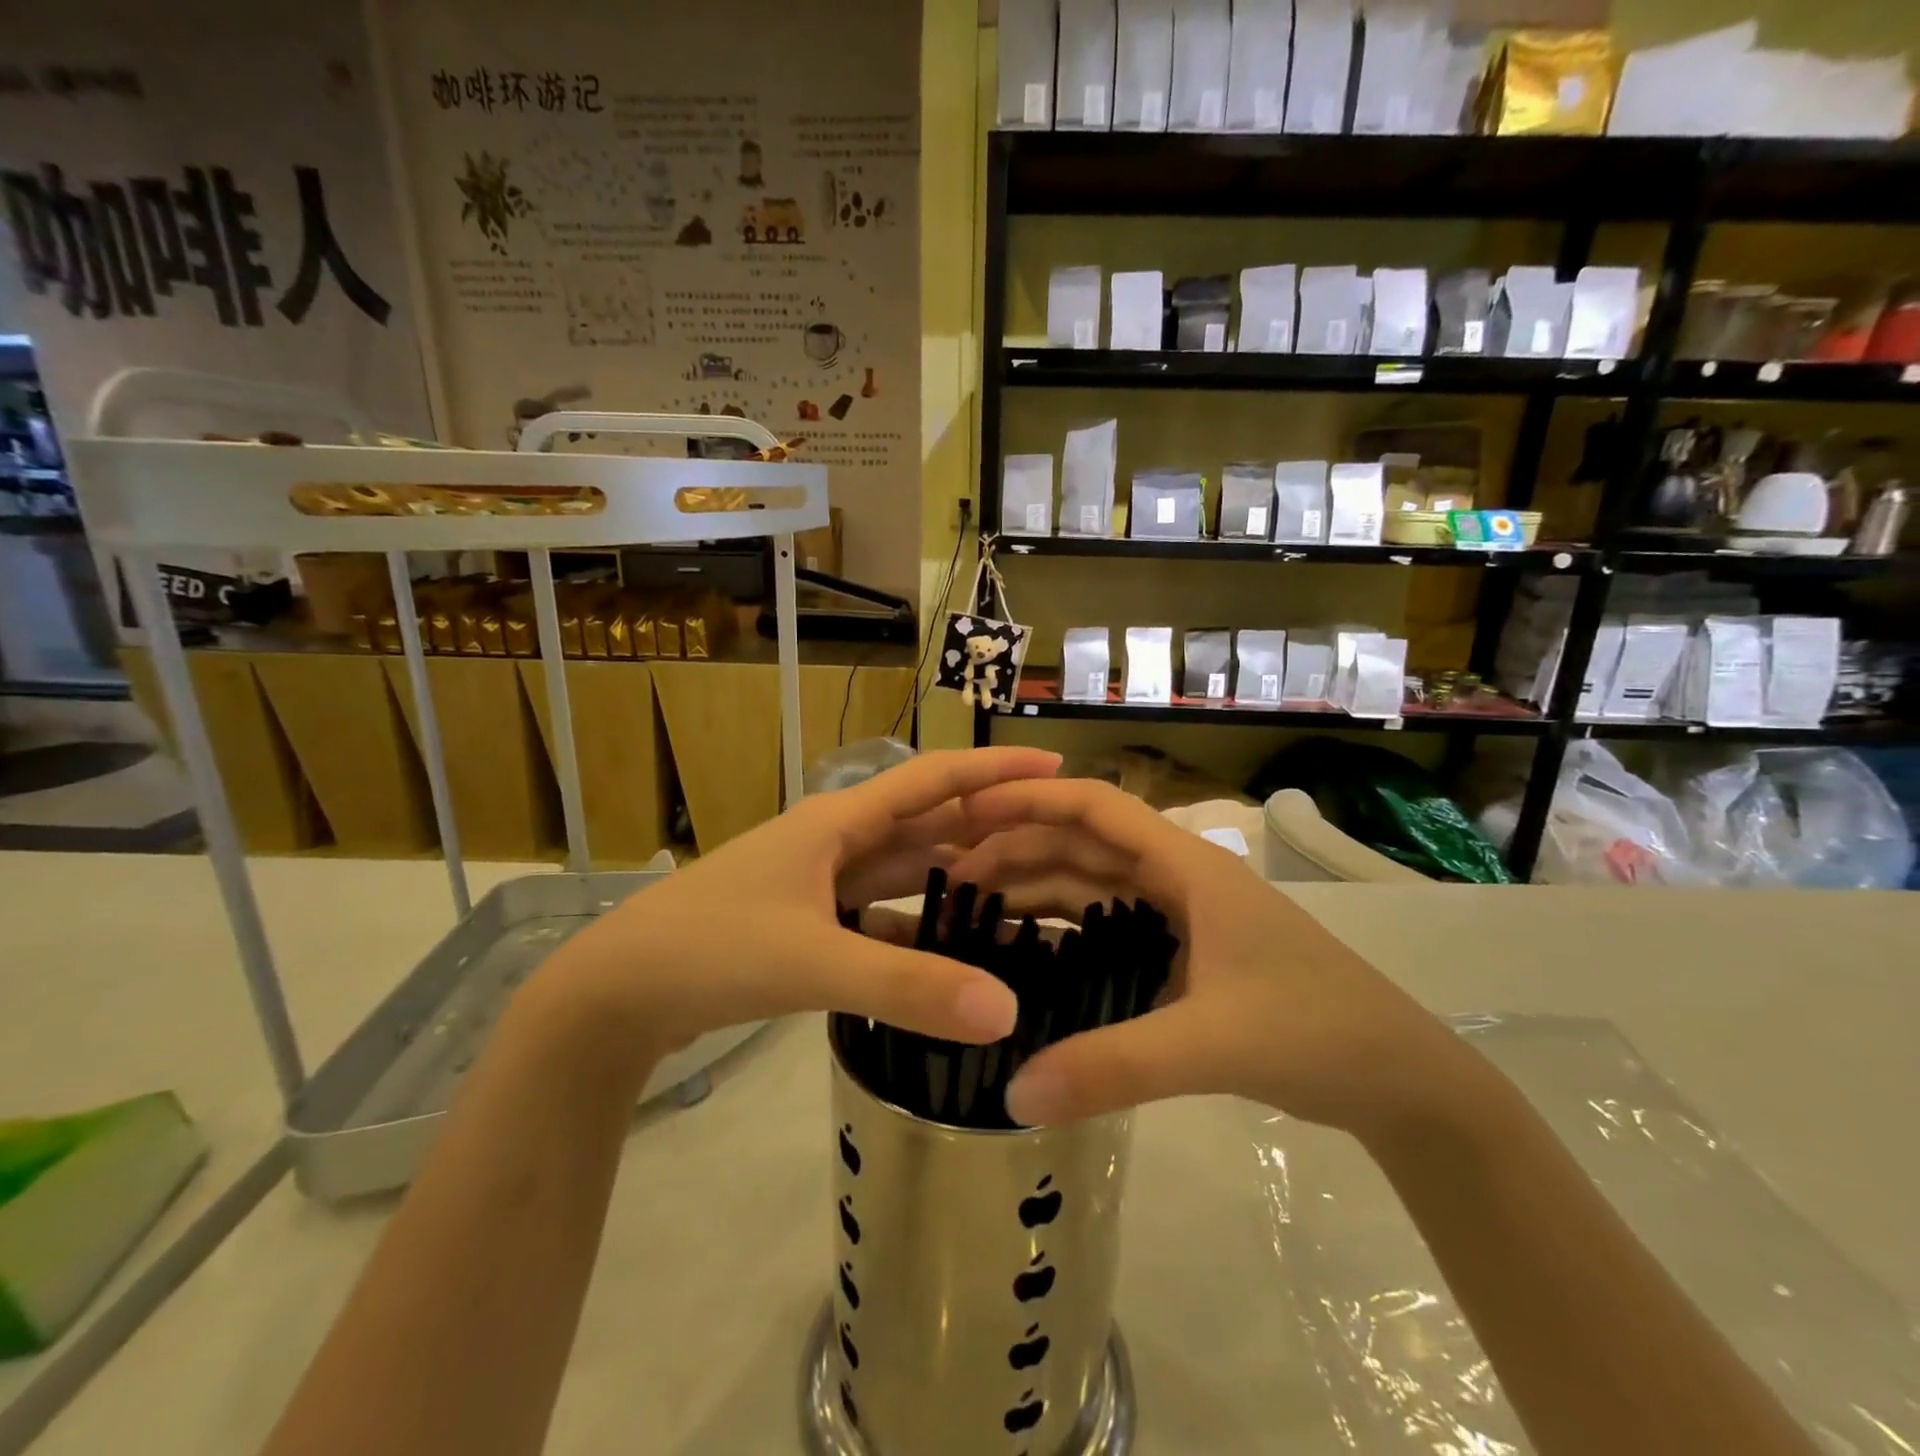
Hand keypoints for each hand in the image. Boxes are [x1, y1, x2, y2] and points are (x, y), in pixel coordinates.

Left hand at [530, 748, 1061, 1066]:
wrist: (616, 992)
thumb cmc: (710, 950)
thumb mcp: (811, 962)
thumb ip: (907, 988)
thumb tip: (1007, 1011)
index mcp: (838, 823)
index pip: (931, 781)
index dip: (993, 771)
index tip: (1054, 766)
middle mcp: (834, 842)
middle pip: (924, 824)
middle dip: (985, 826)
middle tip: (1054, 838)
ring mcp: (818, 884)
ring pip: (902, 872)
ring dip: (953, 877)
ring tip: (1016, 892)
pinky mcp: (805, 923)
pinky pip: (877, 916)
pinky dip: (914, 928)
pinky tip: (947, 952)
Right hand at [944, 778, 1486, 1137]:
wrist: (1402, 1080)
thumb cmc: (1318, 1033)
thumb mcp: (1212, 1045)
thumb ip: (1113, 1067)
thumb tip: (1012, 1091)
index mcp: (1189, 867)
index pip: (1098, 806)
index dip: (1031, 799)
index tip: (968, 811)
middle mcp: (1180, 879)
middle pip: (1085, 844)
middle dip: (1019, 849)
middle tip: (951, 876)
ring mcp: (1185, 917)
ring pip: (1095, 885)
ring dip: (1038, 888)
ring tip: (974, 908)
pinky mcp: (1188, 954)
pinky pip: (1111, 926)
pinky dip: (1068, 930)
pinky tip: (1030, 951)